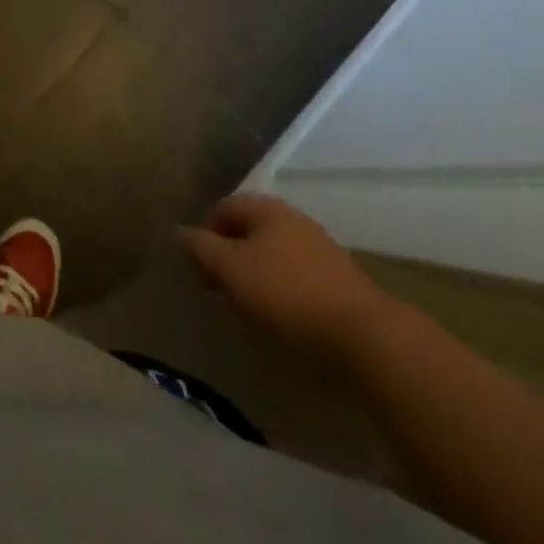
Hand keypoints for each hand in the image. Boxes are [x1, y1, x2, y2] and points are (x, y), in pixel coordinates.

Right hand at [180, 194, 393, 363]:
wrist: (364, 335)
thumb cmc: (285, 292)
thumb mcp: (229, 268)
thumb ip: (200, 247)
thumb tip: (179, 231)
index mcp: (267, 209)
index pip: (224, 207)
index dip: (205, 233)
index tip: (199, 267)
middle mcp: (294, 219)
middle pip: (249, 230)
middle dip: (229, 256)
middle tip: (218, 288)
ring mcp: (320, 248)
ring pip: (272, 254)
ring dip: (253, 274)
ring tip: (245, 306)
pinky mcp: (339, 280)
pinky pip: (296, 276)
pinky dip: (280, 290)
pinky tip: (278, 316)